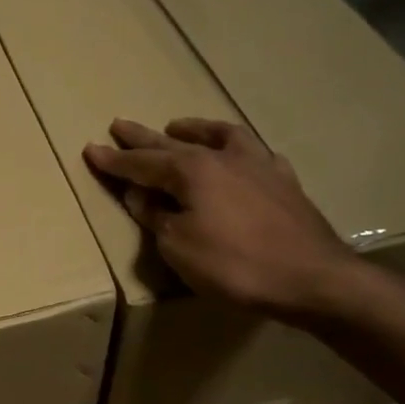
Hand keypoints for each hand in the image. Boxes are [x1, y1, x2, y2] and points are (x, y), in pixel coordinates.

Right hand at [83, 118, 359, 323]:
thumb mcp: (179, 246)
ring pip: (220, 136)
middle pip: (173, 144)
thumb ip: (156, 216)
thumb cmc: (236, 265)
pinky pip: (256, 153)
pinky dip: (237, 149)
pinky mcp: (285, 182)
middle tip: (119, 125)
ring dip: (194, 130)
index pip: (141, 163)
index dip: (113, 160)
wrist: (314, 278)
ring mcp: (258, 166)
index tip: (91, 149)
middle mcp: (222, 157)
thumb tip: (140, 195)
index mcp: (191, 170)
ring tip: (177, 126)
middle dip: (142, 138)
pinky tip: (238, 156)